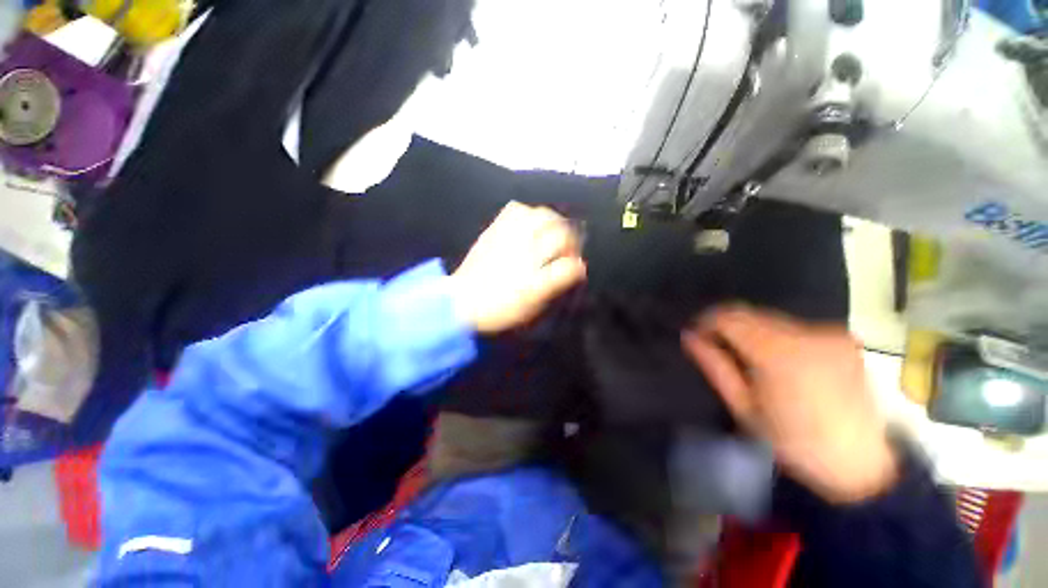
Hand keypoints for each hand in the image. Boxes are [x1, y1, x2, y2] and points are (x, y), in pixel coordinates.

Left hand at [450, 202, 586, 333]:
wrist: (461, 301)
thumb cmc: (499, 307)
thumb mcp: (533, 302)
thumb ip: (558, 281)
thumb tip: (578, 267)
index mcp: (535, 269)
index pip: (568, 255)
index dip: (576, 261)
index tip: (575, 267)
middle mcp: (524, 246)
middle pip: (557, 228)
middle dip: (568, 236)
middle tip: (565, 248)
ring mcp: (508, 235)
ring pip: (539, 214)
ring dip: (551, 221)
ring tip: (549, 233)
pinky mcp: (493, 230)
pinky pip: (514, 209)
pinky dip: (527, 212)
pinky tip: (528, 223)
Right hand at [682, 306, 896, 503]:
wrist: (861, 464)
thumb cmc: (794, 442)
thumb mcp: (744, 408)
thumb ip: (715, 366)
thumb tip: (690, 337)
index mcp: (778, 353)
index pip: (728, 317)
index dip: (706, 322)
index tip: (697, 336)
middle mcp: (806, 334)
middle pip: (750, 313)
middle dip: (727, 327)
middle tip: (717, 348)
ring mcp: (829, 334)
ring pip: (771, 319)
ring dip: (751, 331)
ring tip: (748, 359)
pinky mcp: (842, 339)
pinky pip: (794, 327)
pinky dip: (775, 337)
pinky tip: (779, 362)